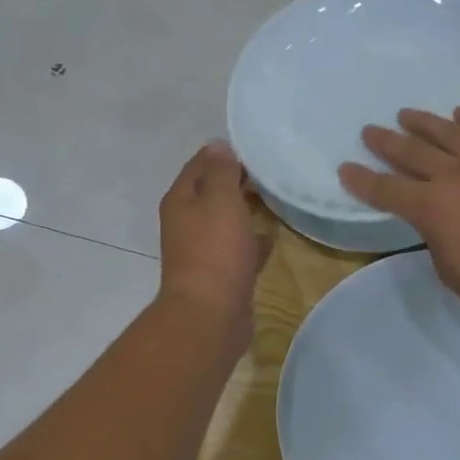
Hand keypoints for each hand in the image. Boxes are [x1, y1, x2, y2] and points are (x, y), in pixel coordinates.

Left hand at [159, 141, 272, 349]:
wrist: (210, 315)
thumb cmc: (215, 251)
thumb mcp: (220, 201)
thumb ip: (221, 172)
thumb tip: (219, 145)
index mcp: (181, 201)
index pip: (200, 165)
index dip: (224, 154)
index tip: (255, 148)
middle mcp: (187, 222)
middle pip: (213, 192)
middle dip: (238, 181)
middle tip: (272, 172)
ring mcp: (203, 250)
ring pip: (227, 220)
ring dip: (247, 210)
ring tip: (277, 198)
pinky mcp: (221, 273)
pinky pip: (238, 248)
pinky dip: (253, 241)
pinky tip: (273, 237)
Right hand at [339, 108, 459, 338]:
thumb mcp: (447, 267)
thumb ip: (435, 234)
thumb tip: (437, 217)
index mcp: (430, 207)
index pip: (386, 189)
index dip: (362, 180)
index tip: (346, 168)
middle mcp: (454, 175)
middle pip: (412, 151)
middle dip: (386, 142)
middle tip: (370, 131)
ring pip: (449, 132)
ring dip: (424, 121)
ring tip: (407, 114)